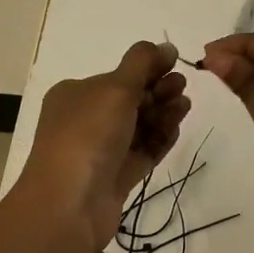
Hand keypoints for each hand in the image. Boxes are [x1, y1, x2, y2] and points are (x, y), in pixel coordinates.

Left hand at [15, 41, 189, 252]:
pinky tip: (177, 128)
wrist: (69, 206)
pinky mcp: (115, 177)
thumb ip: (143, 63)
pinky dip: (160, 139)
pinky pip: (142, 151)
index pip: (117, 75)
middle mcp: (85, 120)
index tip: (175, 63)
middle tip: (182, 86)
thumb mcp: (115, 87)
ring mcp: (100, 151)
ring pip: (138, 125)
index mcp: (76, 94)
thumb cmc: (88, 135)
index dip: (147, 68)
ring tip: (185, 106)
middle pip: (130, 99)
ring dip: (163, 113)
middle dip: (158, 90)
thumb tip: (166, 46)